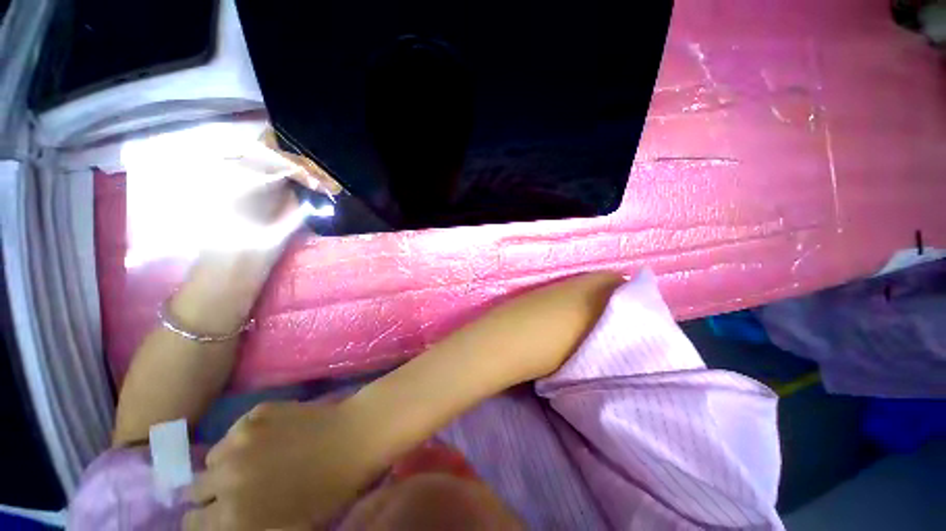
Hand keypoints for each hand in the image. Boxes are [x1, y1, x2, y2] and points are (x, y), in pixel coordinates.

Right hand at [186, 401, 382, 530]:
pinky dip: (246, 436)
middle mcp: (224, 476)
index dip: (204, 522)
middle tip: (238, 487)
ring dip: (227, 462)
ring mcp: (239, 439)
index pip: (192, 525)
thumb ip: (247, 527)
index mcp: (232, 515)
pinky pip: (236, 430)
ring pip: (214, 457)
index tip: (216, 517)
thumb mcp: (287, 527)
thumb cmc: (329, 490)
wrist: (355, 437)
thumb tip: (227, 521)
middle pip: (196, 488)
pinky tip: (273, 435)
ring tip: (257, 459)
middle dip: (212, 492)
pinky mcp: (256, 412)